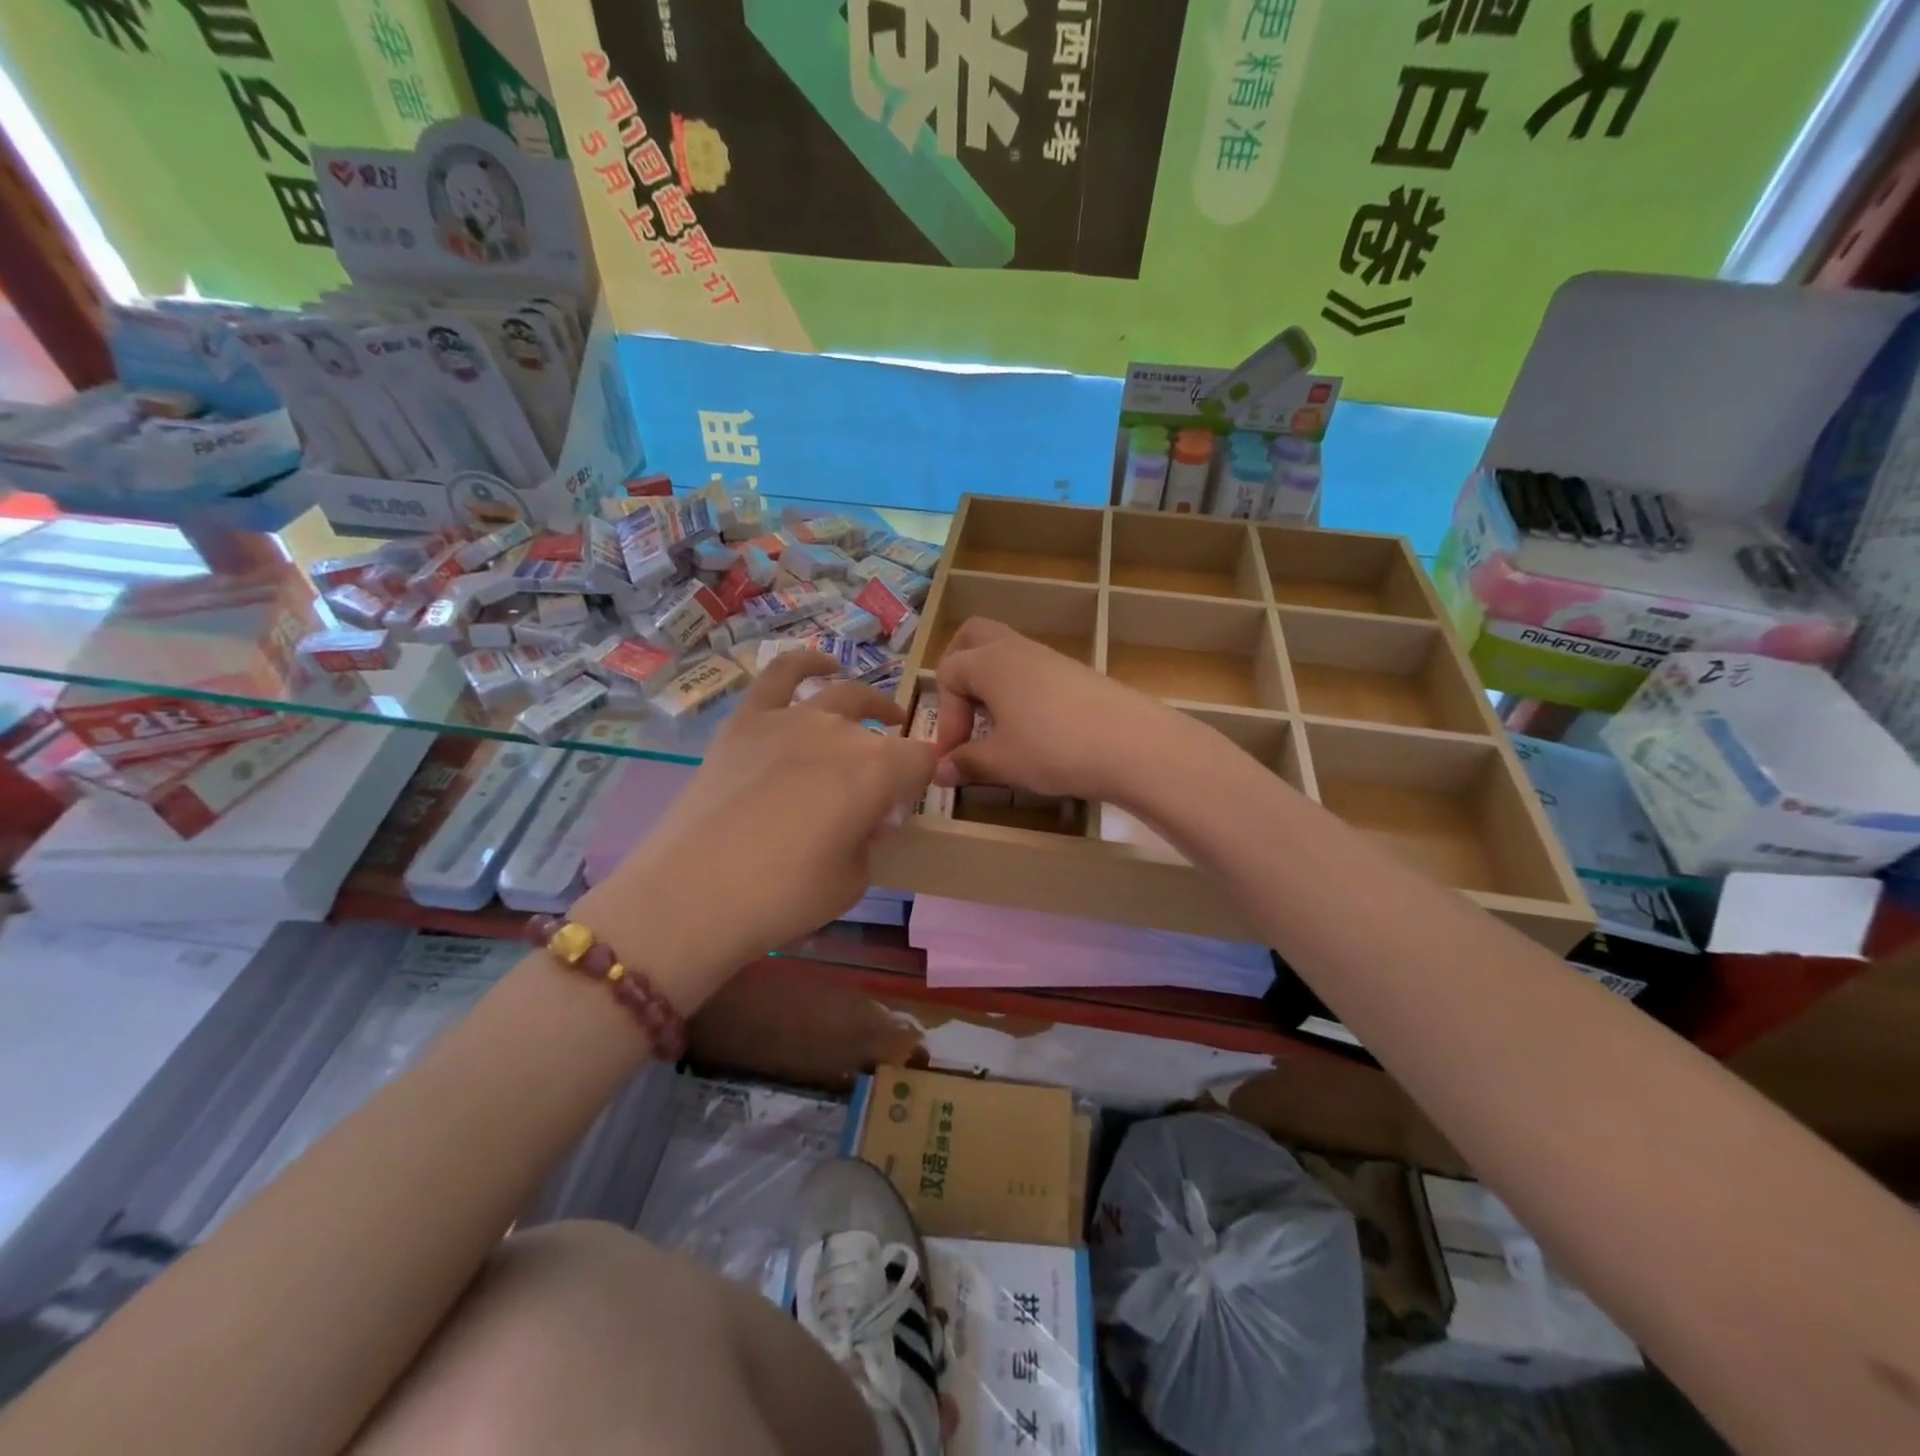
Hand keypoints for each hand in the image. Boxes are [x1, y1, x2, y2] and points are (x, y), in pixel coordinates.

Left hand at [576, 652, 934, 1010]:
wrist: (693, 894)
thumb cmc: (784, 897)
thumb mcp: (853, 880)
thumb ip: (869, 838)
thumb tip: (864, 817)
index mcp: (878, 770)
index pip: (921, 760)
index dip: (920, 782)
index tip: (906, 805)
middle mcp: (842, 732)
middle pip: (880, 732)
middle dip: (890, 759)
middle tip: (879, 792)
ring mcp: (791, 719)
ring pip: (842, 694)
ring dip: (868, 703)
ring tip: (877, 714)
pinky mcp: (747, 720)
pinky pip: (780, 674)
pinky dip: (806, 662)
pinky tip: (822, 664)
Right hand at [932, 618, 1183, 802]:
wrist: (1132, 745)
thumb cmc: (1053, 748)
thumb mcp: (1002, 761)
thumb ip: (967, 762)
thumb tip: (939, 770)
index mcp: (990, 662)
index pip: (948, 673)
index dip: (944, 717)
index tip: (953, 756)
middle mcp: (1017, 649)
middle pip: (974, 637)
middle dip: (959, 670)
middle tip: (962, 712)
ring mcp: (1050, 658)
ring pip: (1006, 655)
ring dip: (991, 685)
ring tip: (996, 728)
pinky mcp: (1076, 674)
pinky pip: (1033, 672)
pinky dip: (1019, 692)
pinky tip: (1032, 730)